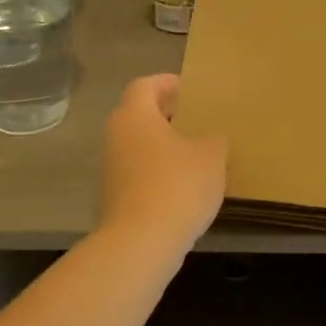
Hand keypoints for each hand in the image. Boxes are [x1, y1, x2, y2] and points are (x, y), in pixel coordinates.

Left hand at [99, 74, 227, 250]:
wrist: (141, 243)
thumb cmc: (177, 187)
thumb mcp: (211, 157)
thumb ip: (214, 140)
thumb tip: (211, 138)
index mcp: (135, 116)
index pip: (144, 86)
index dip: (166, 82)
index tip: (187, 87)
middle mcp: (116, 137)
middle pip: (139, 116)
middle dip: (166, 115)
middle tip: (195, 118)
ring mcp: (112, 170)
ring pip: (139, 146)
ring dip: (163, 146)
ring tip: (195, 154)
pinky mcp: (115, 198)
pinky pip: (139, 174)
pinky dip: (159, 172)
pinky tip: (184, 186)